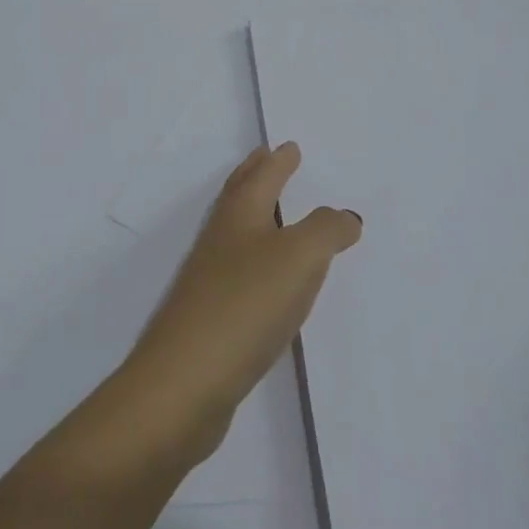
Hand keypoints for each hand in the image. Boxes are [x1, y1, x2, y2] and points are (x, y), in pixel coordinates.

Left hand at [117, 143, 361, 465]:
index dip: (277, 161)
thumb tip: (343, 215)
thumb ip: (326, 231)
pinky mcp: (209, 316)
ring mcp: (209, 279)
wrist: (185, 382)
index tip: (288, 146)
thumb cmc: (245, 305)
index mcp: (238, 217)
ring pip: (236, 233)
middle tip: (268, 159)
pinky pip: (238, 272)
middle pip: (238, 196)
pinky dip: (256, 260)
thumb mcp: (298, 258)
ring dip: (255, 215)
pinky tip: (267, 280)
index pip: (261, 177)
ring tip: (275, 214)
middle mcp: (219, 240)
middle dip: (256, 175)